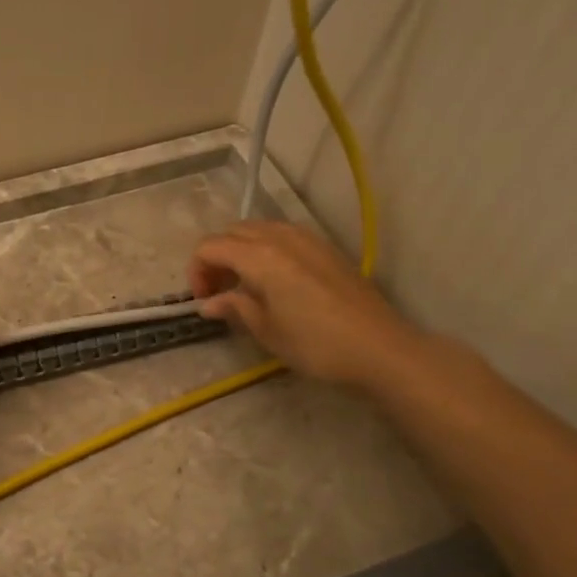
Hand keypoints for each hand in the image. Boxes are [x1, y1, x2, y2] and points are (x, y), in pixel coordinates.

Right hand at [187, 221, 418, 388]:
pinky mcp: (325, 247)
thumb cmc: (315, 343)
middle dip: (216, 258)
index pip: (210, 247)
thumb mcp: (266, 331)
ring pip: (258, 230)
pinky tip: (275, 281)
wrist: (379, 347)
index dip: (197, 271)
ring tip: (245, 285)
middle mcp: (280, 237)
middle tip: (219, 292)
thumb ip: (234, 308)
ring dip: (241, 251)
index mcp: (259, 256)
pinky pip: (282, 236)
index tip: (203, 300)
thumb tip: (209, 303)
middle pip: (232, 232)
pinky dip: (266, 250)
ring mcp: (306, 238)